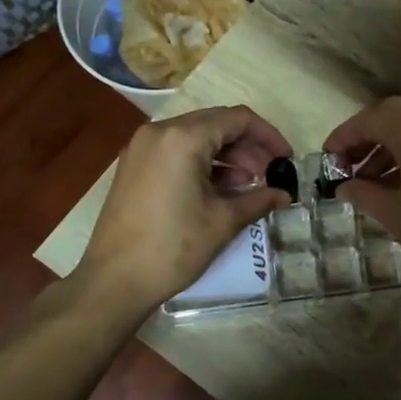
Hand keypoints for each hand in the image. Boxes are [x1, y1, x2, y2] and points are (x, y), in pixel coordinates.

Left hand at [78, 105, 291, 310]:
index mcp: (183, 137)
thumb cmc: (173, 247)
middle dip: (248, 146)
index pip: (237, 119)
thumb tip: (284, 194)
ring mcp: (142, 147)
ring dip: (226, 156)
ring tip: (249, 185)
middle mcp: (159, 132)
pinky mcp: (134, 166)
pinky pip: (177, 151)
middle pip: (216, 124)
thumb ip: (258, 200)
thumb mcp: (222, 221)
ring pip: (196, 137)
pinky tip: (221, 189)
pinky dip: (202, 163)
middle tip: (270, 174)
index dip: (268, 136)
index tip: (286, 159)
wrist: (114, 280)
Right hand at [324, 97, 400, 303]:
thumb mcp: (393, 213)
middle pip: (396, 114)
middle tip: (348, 162)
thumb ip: (363, 192)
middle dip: (368, 134)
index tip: (328, 156)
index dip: (345, 136)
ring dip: (393, 143)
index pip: (371, 120)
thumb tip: (345, 186)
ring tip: (372, 177)